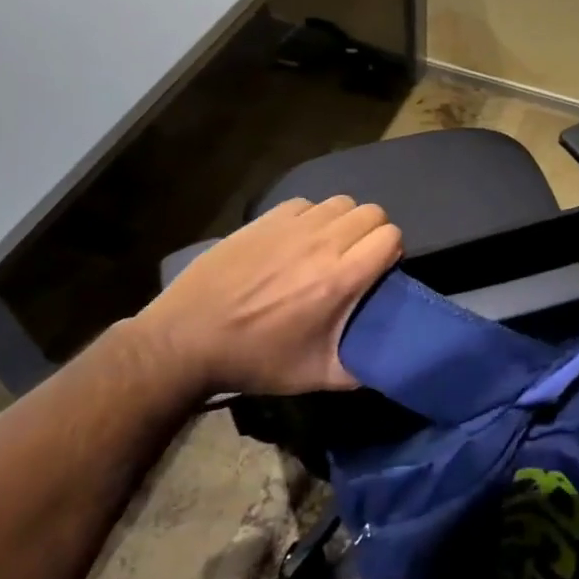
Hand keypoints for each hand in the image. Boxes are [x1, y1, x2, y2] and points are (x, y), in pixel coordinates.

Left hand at [126, 195, 402, 400]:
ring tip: (328, 247)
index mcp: (340, 279)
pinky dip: (311, 217)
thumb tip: (391, 363)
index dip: (391, 252)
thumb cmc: (255, 359)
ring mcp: (291, 227)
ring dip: (344, 222)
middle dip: (372, 233)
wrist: (186, 340)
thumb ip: (360, 369)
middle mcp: (322, 243)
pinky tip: (296, 241)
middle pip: (372, 212)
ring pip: (341, 202)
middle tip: (356, 259)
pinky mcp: (265, 219)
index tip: (378, 272)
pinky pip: (306, 203)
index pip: (391, 236)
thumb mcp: (315, 376)